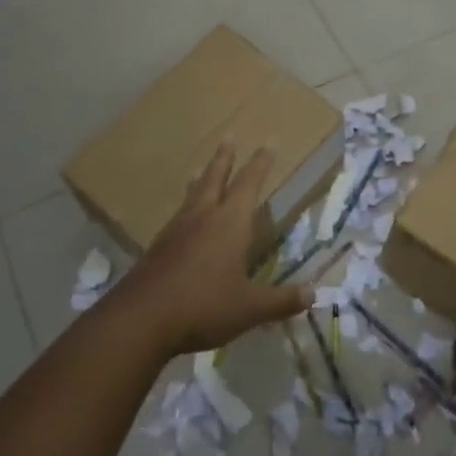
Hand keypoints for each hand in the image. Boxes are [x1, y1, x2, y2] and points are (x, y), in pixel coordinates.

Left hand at [110, 142, 310, 358]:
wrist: (142, 318)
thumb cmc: (204, 306)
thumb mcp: (250, 308)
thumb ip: (281, 301)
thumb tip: (313, 295)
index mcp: (230, 223)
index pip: (250, 183)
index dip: (262, 163)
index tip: (270, 142)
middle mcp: (204, 217)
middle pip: (216, 177)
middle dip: (225, 157)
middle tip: (229, 136)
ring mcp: (177, 229)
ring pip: (193, 194)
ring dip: (202, 179)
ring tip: (202, 168)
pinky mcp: (159, 246)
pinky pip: (179, 214)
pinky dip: (187, 204)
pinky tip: (184, 216)